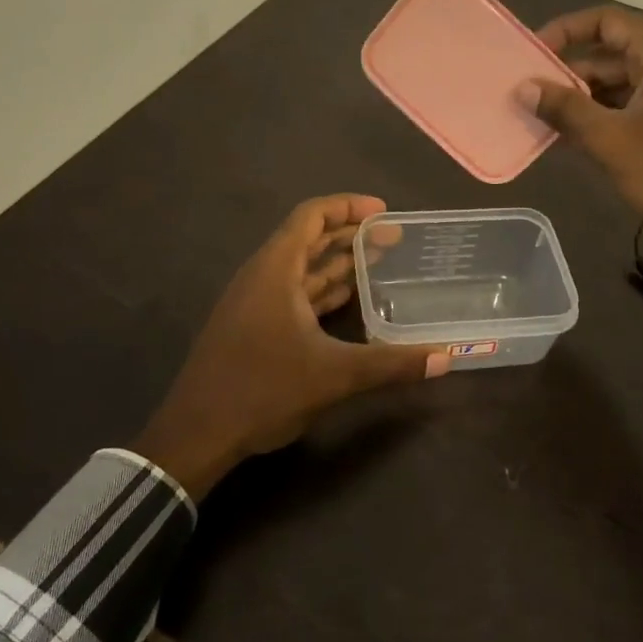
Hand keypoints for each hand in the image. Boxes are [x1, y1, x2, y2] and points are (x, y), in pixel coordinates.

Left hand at [133, 194, 446, 497]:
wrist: (197, 434)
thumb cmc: (263, 390)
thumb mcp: (334, 376)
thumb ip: (391, 364)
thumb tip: (445, 358)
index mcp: (275, 270)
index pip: (311, 216)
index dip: (348, 207)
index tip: (384, 212)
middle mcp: (262, 277)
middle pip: (308, 239)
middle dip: (351, 235)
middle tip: (394, 239)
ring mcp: (254, 303)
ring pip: (302, 269)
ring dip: (338, 264)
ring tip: (380, 263)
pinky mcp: (252, 327)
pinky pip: (293, 294)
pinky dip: (323, 291)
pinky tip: (350, 304)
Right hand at [525, 7, 642, 333]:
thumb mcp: (609, 139)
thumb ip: (565, 108)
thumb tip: (523, 88)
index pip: (607, 22)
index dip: (566, 31)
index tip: (532, 54)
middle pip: (610, 51)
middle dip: (567, 71)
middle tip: (528, 92)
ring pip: (616, 82)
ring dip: (579, 97)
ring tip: (538, 116)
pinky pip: (626, 106)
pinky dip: (597, 116)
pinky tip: (564, 137)